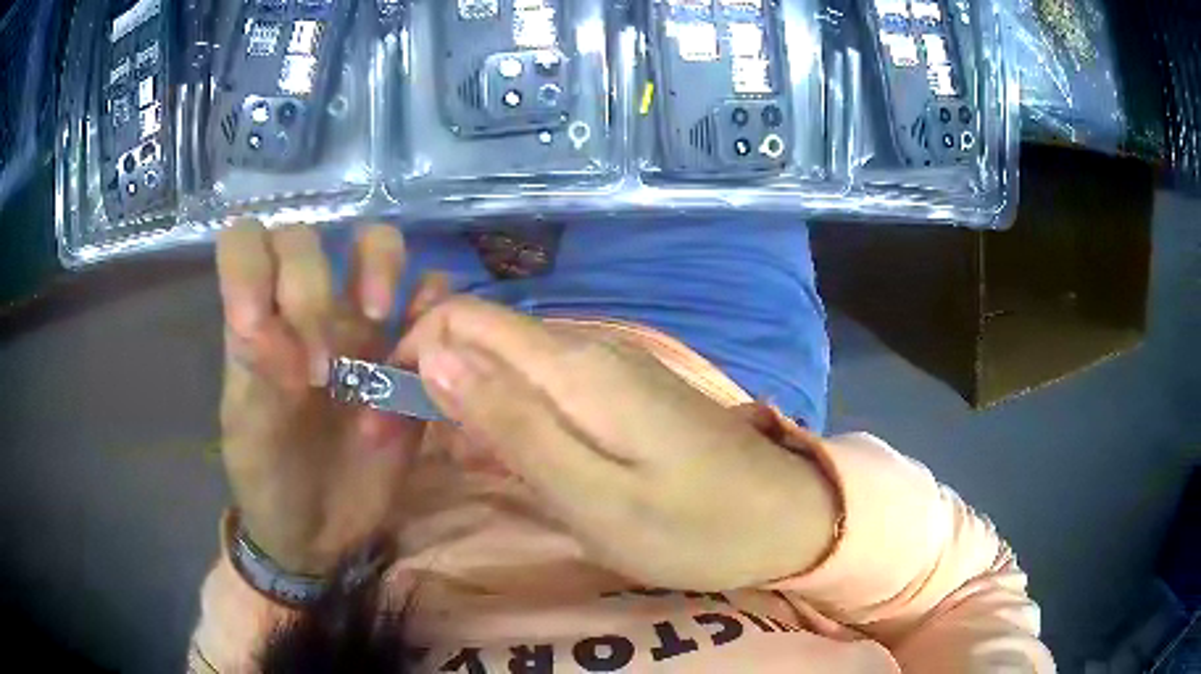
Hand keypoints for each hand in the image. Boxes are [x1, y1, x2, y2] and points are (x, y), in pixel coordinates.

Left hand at [216, 219, 446, 574]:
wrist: (321, 533)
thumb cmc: (271, 483)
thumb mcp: (250, 439)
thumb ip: (256, 379)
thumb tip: (270, 325)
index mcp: (254, 323)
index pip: (245, 243)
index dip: (250, 263)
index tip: (260, 324)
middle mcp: (304, 310)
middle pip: (308, 238)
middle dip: (312, 288)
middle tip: (322, 367)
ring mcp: (358, 330)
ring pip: (375, 245)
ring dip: (381, 265)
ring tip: (380, 318)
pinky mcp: (404, 357)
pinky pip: (430, 299)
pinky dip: (435, 300)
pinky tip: (427, 336)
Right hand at [397, 297, 837, 590]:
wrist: (786, 518)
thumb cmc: (695, 525)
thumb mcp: (593, 496)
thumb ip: (513, 425)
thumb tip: (439, 358)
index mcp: (575, 367)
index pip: (463, 319)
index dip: (412, 354)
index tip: (388, 415)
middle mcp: (587, 350)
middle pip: (481, 337)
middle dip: (430, 381)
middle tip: (404, 450)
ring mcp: (608, 370)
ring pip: (508, 363)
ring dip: (464, 402)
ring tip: (443, 462)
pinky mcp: (621, 395)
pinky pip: (542, 389)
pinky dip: (505, 417)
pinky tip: (498, 460)